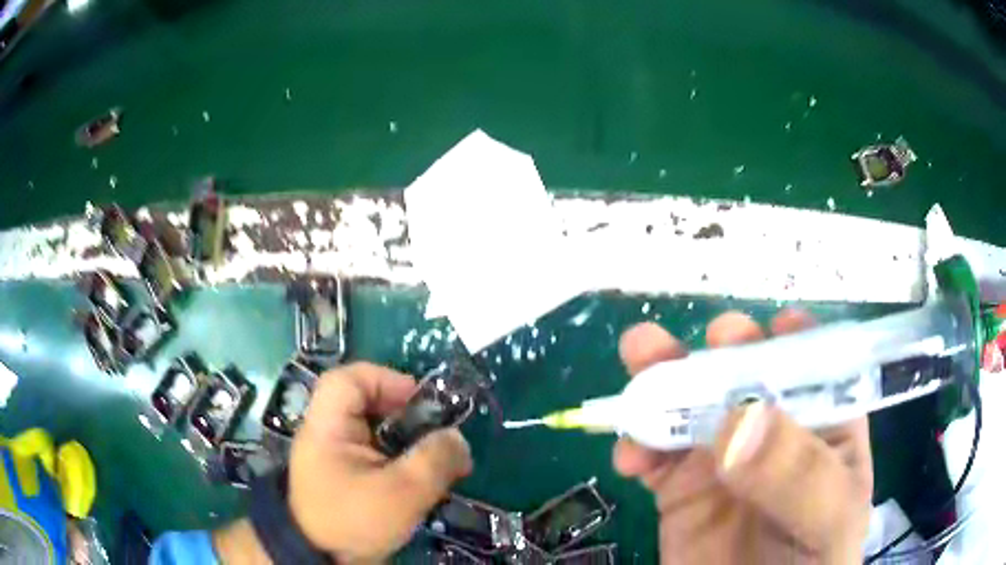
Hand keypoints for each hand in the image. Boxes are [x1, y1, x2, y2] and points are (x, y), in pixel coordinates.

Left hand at [283, 362, 472, 561]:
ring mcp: (335, 457)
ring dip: (407, 442)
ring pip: (375, 432)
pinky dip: (400, 461)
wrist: (320, 559)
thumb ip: (434, 461)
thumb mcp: (401, 493)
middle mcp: (327, 434)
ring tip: (435, 462)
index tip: (420, 402)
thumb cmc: (354, 521)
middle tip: (435, 435)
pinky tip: (421, 481)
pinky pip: (376, 455)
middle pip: (365, 404)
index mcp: (328, 427)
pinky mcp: (346, 477)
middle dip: (406, 415)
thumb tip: (458, 439)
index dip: (385, 379)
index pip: (349, 379)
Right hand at [614, 311, 872, 563]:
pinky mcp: (680, 490)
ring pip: (692, 404)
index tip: (773, 328)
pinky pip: (653, 454)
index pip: (816, 366)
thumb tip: (739, 419)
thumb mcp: (828, 520)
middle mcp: (774, 434)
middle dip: (724, 349)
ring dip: (663, 377)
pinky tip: (629, 454)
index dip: (796, 339)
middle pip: (748, 375)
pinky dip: (635, 442)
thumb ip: (799, 474)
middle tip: (708, 344)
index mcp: (825, 427)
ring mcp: (723, 460)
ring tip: (639, 355)